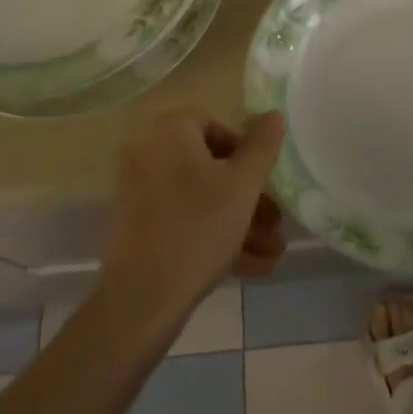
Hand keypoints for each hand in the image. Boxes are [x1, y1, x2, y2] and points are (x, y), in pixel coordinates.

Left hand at [101, 112, 287, 331]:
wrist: (141, 299)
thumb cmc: (198, 227)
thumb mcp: (243, 184)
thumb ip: (262, 145)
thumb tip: (272, 114)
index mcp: (169, 131)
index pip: (216, 126)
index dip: (246, 153)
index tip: (265, 183)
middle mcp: (148, 152)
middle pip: (210, 168)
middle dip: (249, 198)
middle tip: (275, 223)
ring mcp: (138, 192)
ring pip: (200, 199)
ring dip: (238, 222)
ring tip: (272, 252)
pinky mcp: (137, 228)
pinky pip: (182, 221)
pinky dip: (212, 236)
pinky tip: (250, 266)